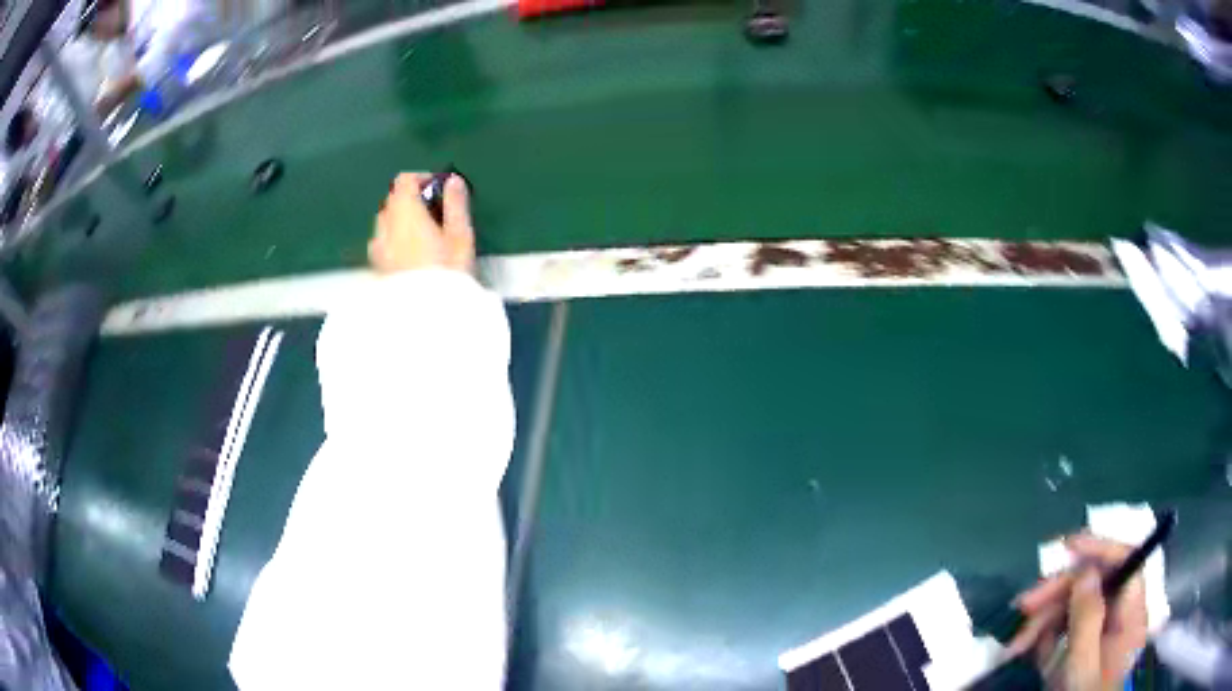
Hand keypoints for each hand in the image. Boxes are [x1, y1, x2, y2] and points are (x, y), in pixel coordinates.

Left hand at [368, 173, 474, 275]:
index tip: (439, 190)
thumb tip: (453, 181)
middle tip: (435, 215)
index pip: (404, 180)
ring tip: (423, 238)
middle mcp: (385, 225)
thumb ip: (455, 204)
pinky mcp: (376, 267)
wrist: (424, 317)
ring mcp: (377, 247)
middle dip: (411, 201)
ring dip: (401, 221)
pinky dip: (394, 240)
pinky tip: (411, 257)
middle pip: (393, 200)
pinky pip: (383, 243)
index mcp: (405, 212)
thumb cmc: (447, 273)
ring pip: (386, 222)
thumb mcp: (460, 236)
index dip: (422, 179)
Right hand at [1009, 534, 1148, 690]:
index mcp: (1132, 616)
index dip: (1101, 547)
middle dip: (1058, 591)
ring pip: (1076, 606)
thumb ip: (1088, 620)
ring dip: (1044, 618)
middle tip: (1023, 605)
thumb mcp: (1082, 667)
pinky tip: (1026, 650)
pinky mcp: (1082, 649)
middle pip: (1095, 584)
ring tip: (1015, 643)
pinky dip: (1043, 636)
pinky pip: (1065, 629)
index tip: (1067, 547)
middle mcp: (1120, 617)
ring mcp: (1101, 634)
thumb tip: (1086, 571)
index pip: (1127, 563)